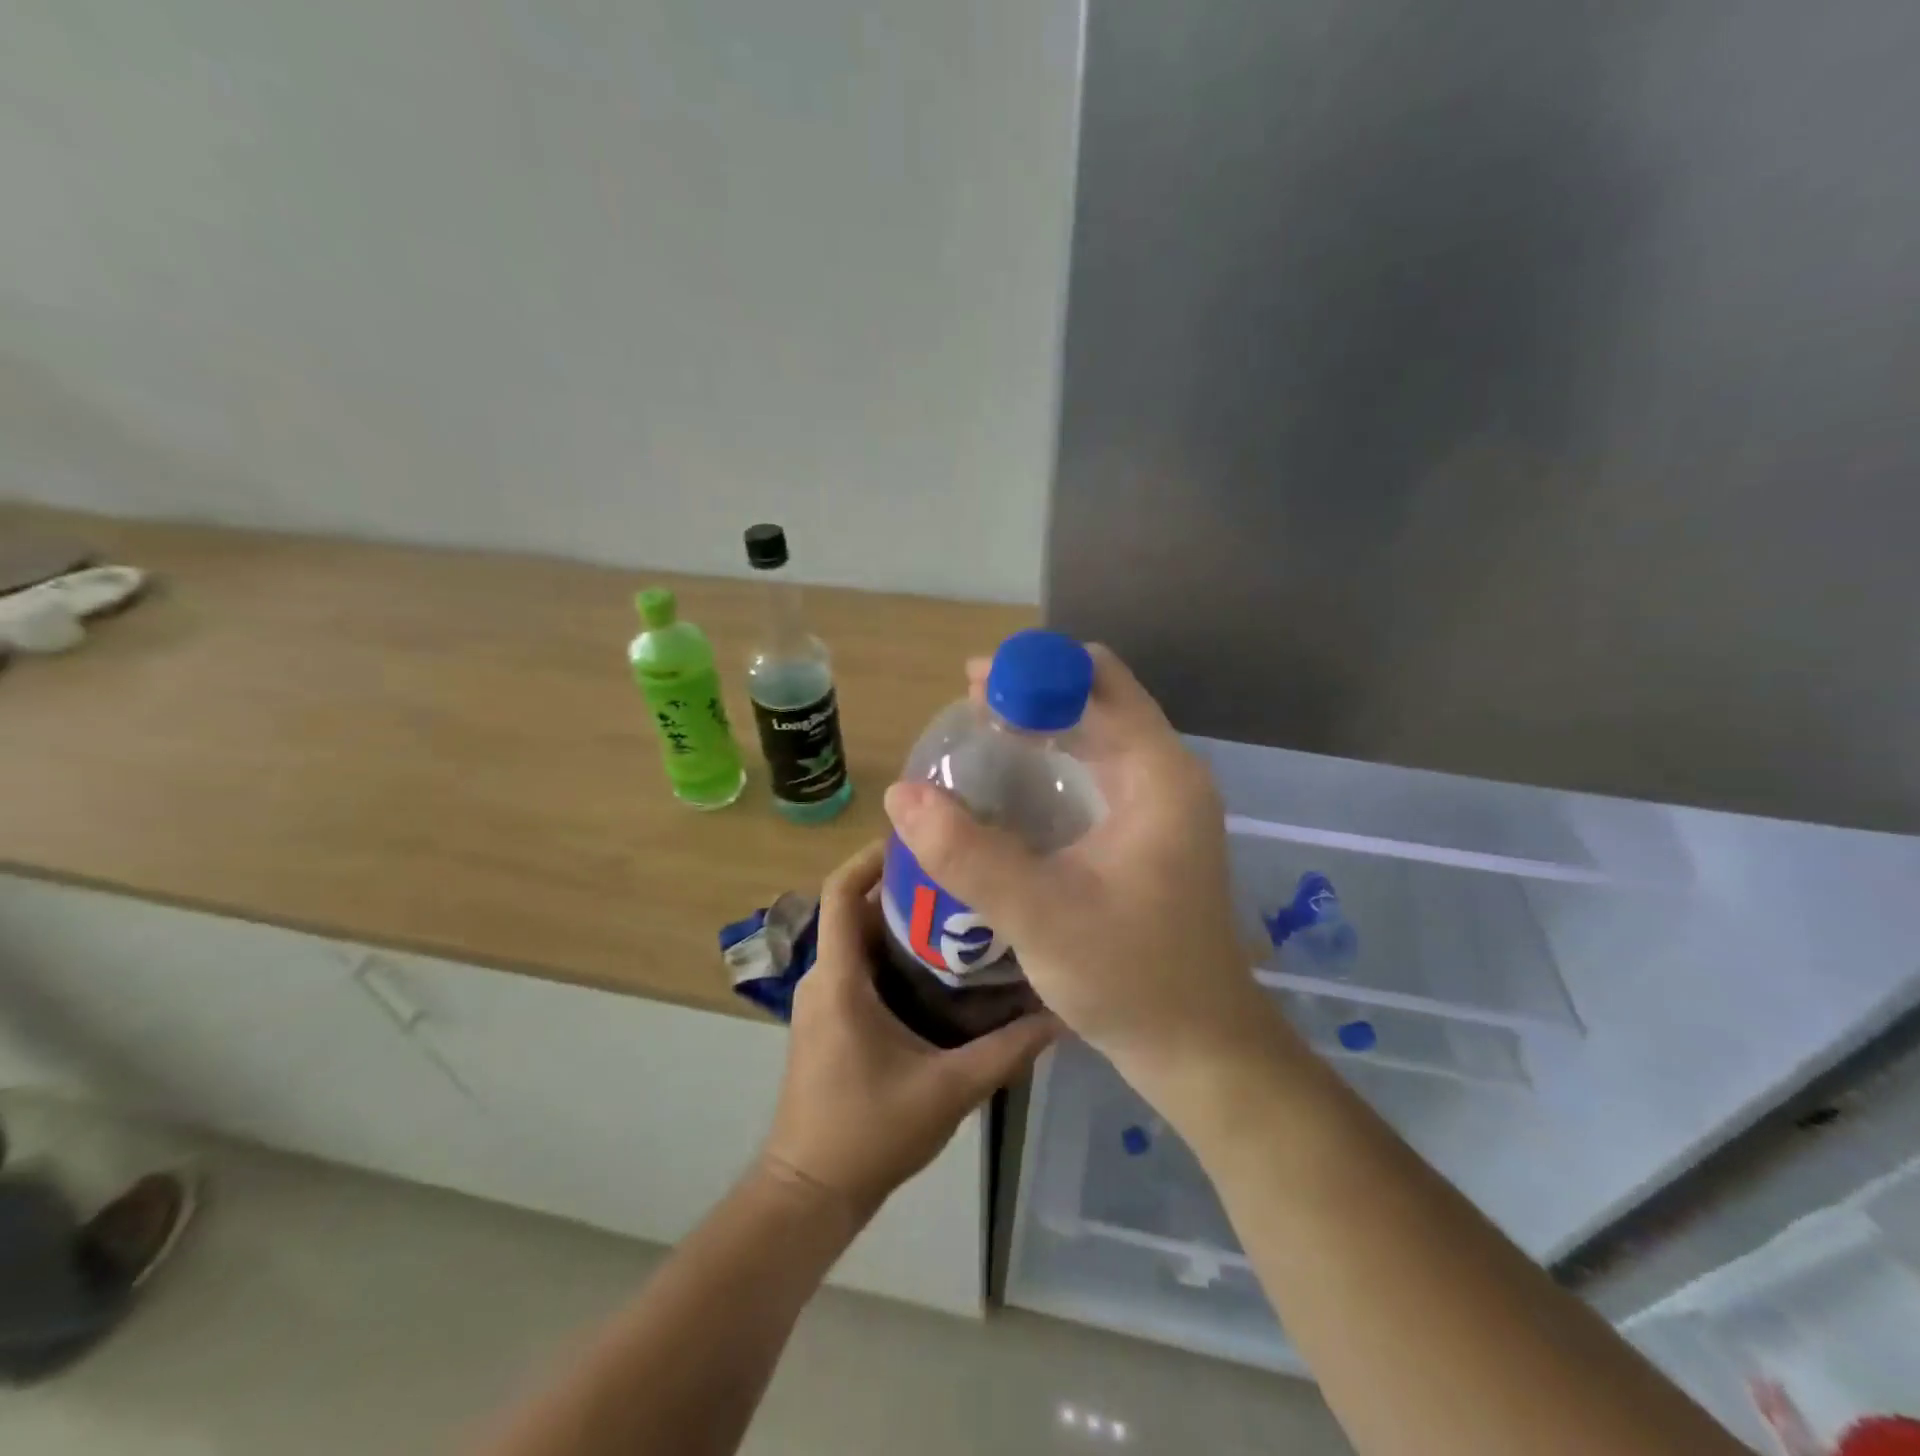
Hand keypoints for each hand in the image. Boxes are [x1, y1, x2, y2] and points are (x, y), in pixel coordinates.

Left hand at [760, 840, 1057, 1218]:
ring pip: (861, 939)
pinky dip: (896, 954)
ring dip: (903, 922)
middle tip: (964, 874)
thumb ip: (1007, 1050)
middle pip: (857, 908)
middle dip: (906, 886)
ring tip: (963, 911)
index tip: (921, 838)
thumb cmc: (868, 1133)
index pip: (840, 892)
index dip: (872, 856)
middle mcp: (823, 977)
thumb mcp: (949, 1089)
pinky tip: (943, 967)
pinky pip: (860, 966)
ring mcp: (823, 999)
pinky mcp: (830, 1018)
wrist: (810, 1192)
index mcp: (839, 979)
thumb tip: (1062, 1013)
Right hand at [882, 645, 1274, 1081]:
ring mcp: (1162, 806)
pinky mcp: (1150, 835)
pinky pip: (1097, 774)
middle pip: (1097, 701)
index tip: (972, 686)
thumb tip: (900, 794)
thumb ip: (968, 853)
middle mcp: (1167, 775)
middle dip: (1030, 695)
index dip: (1034, 670)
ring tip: (976, 742)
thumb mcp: (1040, 914)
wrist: (1199, 1050)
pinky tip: (1011, 791)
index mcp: (1158, 773)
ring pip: (1097, 737)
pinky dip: (1054, 764)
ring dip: (1040, 729)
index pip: (1098, 680)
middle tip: (963, 715)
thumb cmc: (1132, 978)